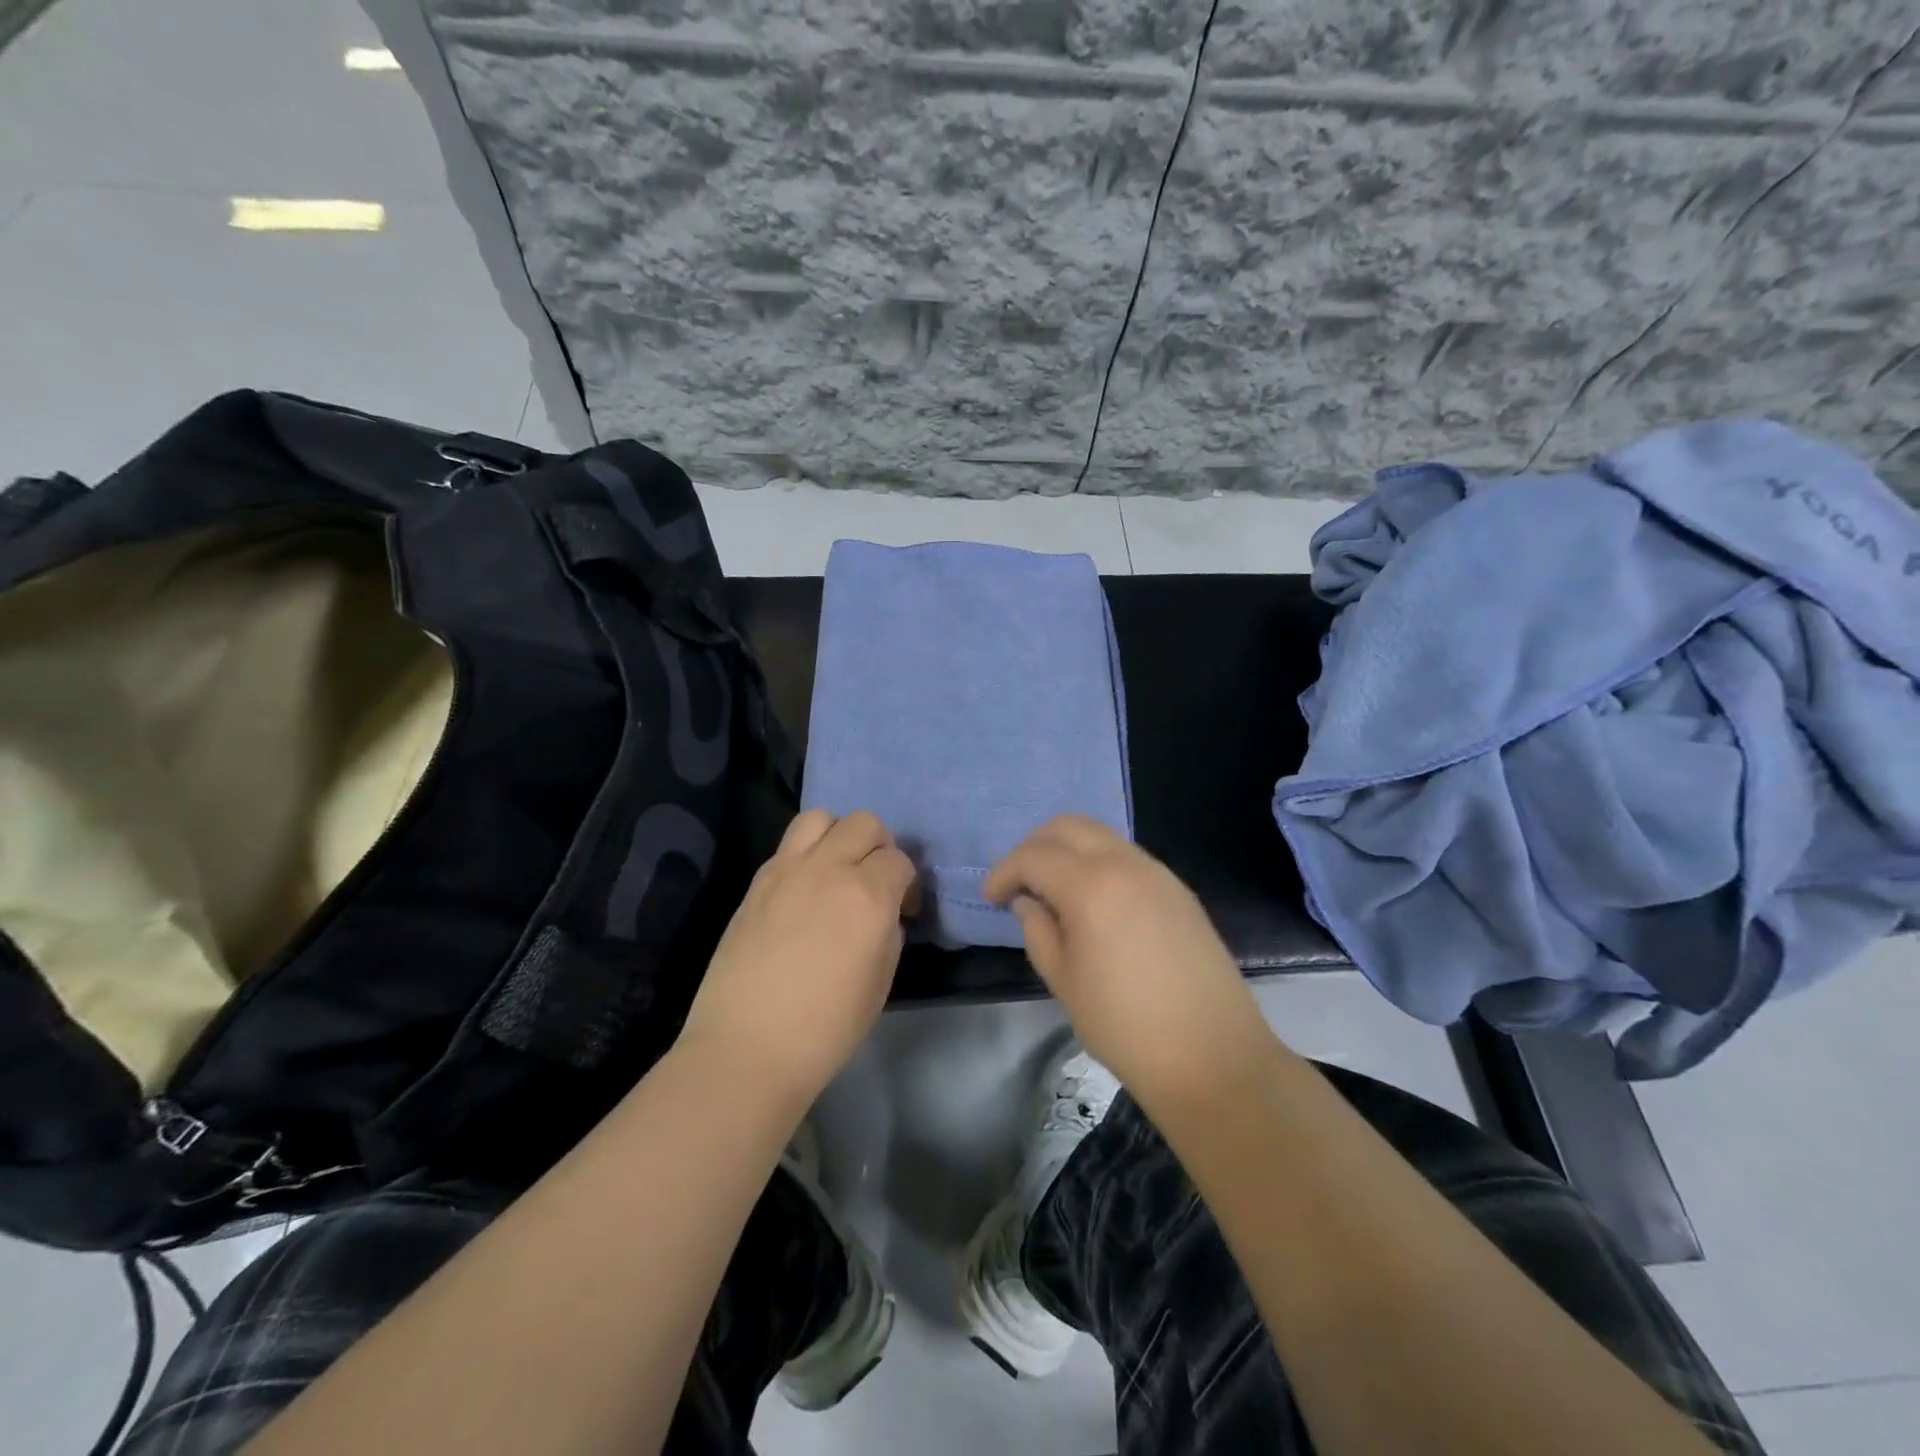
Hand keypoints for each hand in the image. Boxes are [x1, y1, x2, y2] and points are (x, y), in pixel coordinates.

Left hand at [679, 808, 917, 1106]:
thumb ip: (888, 930)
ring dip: (837, 835)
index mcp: (868, 896)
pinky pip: (789, 845)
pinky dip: (806, 854)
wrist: (748, 1047)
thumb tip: (883, 911)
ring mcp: (787, 870)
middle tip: (873, 882)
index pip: (899, 860)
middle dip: (878, 847)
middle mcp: (829, 869)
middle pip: (864, 823)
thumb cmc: (826, 1027)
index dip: (906, 883)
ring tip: (836, 870)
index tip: (902, 909)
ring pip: (821, 817)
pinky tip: (804, 890)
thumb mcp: (881, 980)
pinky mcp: (757, 881)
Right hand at [984, 816, 1275, 1103]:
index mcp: (1091, 886)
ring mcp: (1158, 873)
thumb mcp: (1064, 982)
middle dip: (1035, 846)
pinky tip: (1093, 902)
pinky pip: (1127, 856)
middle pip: (1068, 826)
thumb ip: (1038, 931)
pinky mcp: (1178, 889)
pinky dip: (1098, 862)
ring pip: (1100, 835)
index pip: (1033, 856)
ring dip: (1068, 850)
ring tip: (1054, 891)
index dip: (1004, 871)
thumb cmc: (1126, 1027)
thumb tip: (1028, 902)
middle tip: (1020, 882)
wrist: (1213, 1057)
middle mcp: (1125, 864)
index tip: (991, 897)